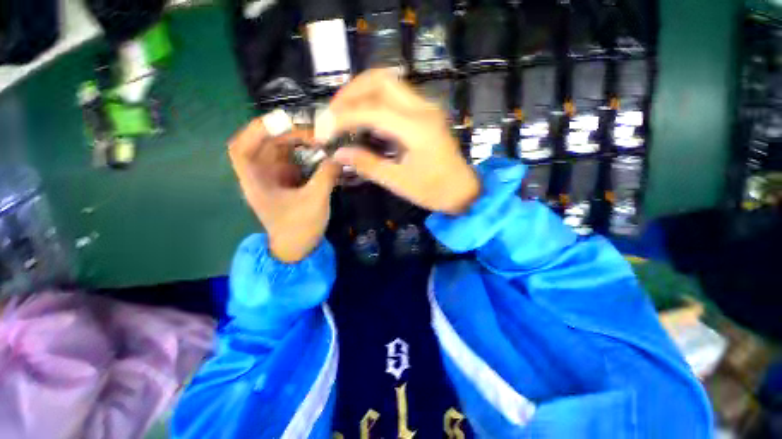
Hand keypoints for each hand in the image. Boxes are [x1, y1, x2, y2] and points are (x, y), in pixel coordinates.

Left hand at [229, 117, 339, 262]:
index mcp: (256, 182)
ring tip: (317, 140)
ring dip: (295, 142)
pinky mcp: (286, 181)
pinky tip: (317, 151)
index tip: (282, 122)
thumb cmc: (300, 228)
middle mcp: (260, 176)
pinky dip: (302, 152)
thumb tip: (340, 156)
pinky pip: (290, 160)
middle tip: (313, 135)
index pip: (241, 149)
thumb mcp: (315, 201)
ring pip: (278, 150)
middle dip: (286, 134)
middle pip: (264, 145)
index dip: (256, 131)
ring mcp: (273, 178)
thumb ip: (326, 176)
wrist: (299, 247)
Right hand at [317, 69, 479, 214]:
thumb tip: (338, 153)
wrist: (463, 190)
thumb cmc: (434, 190)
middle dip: (351, 92)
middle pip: (381, 80)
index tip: (324, 129)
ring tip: (343, 113)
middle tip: (333, 113)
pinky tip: (364, 119)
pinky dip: (375, 102)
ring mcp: (426, 108)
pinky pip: (396, 97)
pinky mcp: (426, 113)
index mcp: (417, 128)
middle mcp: (423, 109)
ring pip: (389, 83)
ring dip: (362, 93)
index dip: (343, 117)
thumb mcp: (398, 182)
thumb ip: (367, 164)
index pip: (372, 110)